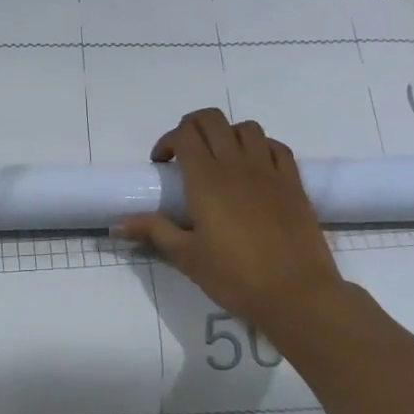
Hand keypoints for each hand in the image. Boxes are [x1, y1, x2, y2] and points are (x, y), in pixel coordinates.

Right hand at [114, 108, 343, 332]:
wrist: (297, 294)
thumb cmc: (235, 277)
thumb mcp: (187, 257)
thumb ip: (154, 231)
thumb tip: (117, 224)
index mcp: (206, 179)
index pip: (184, 134)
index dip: (167, 141)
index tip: (161, 165)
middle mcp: (237, 165)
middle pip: (212, 120)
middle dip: (192, 127)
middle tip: (184, 155)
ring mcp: (269, 170)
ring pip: (246, 128)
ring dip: (227, 134)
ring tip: (220, 159)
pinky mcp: (294, 182)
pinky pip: (276, 147)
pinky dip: (261, 147)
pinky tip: (255, 168)